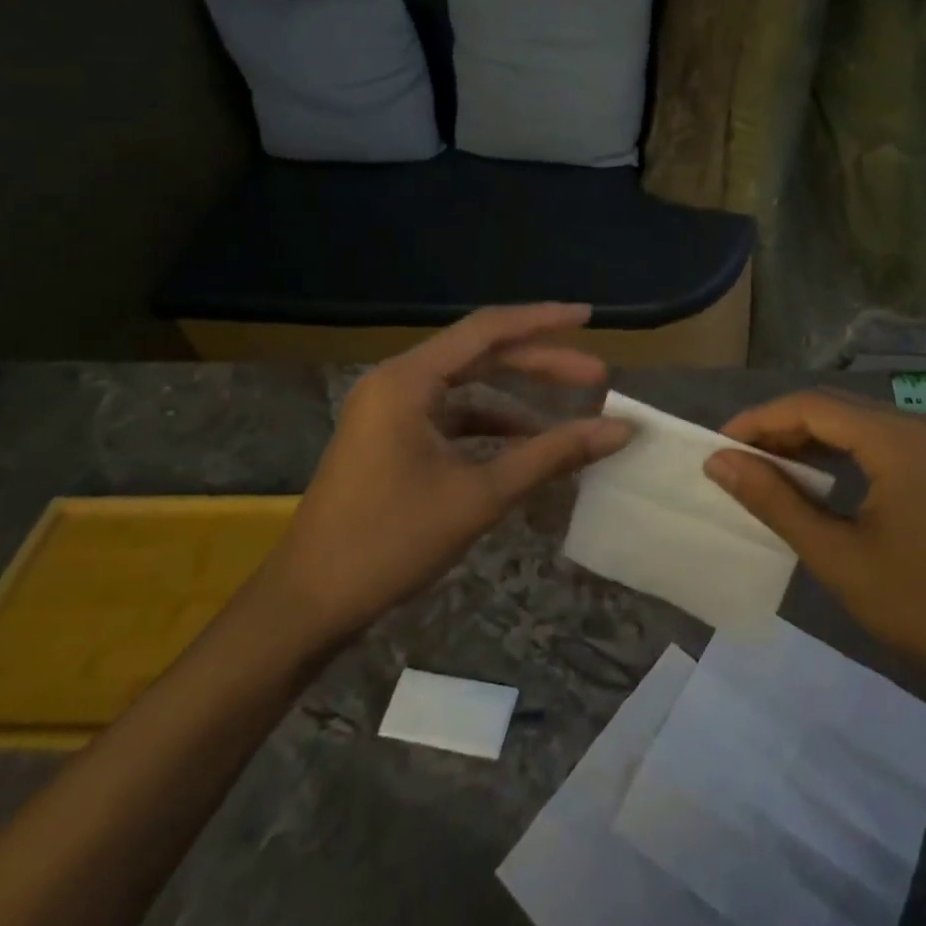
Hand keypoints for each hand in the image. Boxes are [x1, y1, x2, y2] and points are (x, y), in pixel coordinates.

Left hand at [264, 304, 632, 647]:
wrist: (306, 607)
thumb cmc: (390, 542)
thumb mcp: (480, 495)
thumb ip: (551, 454)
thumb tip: (620, 429)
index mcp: (409, 379)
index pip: (488, 329)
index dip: (543, 320)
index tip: (589, 318)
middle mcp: (397, 382)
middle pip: (481, 355)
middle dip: (540, 364)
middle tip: (596, 377)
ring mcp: (389, 411)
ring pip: (468, 387)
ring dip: (518, 400)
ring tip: (569, 417)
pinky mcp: (390, 439)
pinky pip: (451, 417)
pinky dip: (490, 427)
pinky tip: (525, 448)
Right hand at [704, 391, 925, 711]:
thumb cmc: (922, 606)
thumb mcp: (837, 556)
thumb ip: (775, 501)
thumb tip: (719, 462)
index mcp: (896, 438)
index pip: (810, 405)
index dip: (758, 420)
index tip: (718, 445)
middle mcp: (918, 424)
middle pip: (832, 405)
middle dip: (779, 427)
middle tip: (736, 459)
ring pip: (855, 420)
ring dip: (808, 437)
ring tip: (764, 467)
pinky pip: (878, 439)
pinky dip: (839, 450)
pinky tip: (814, 476)